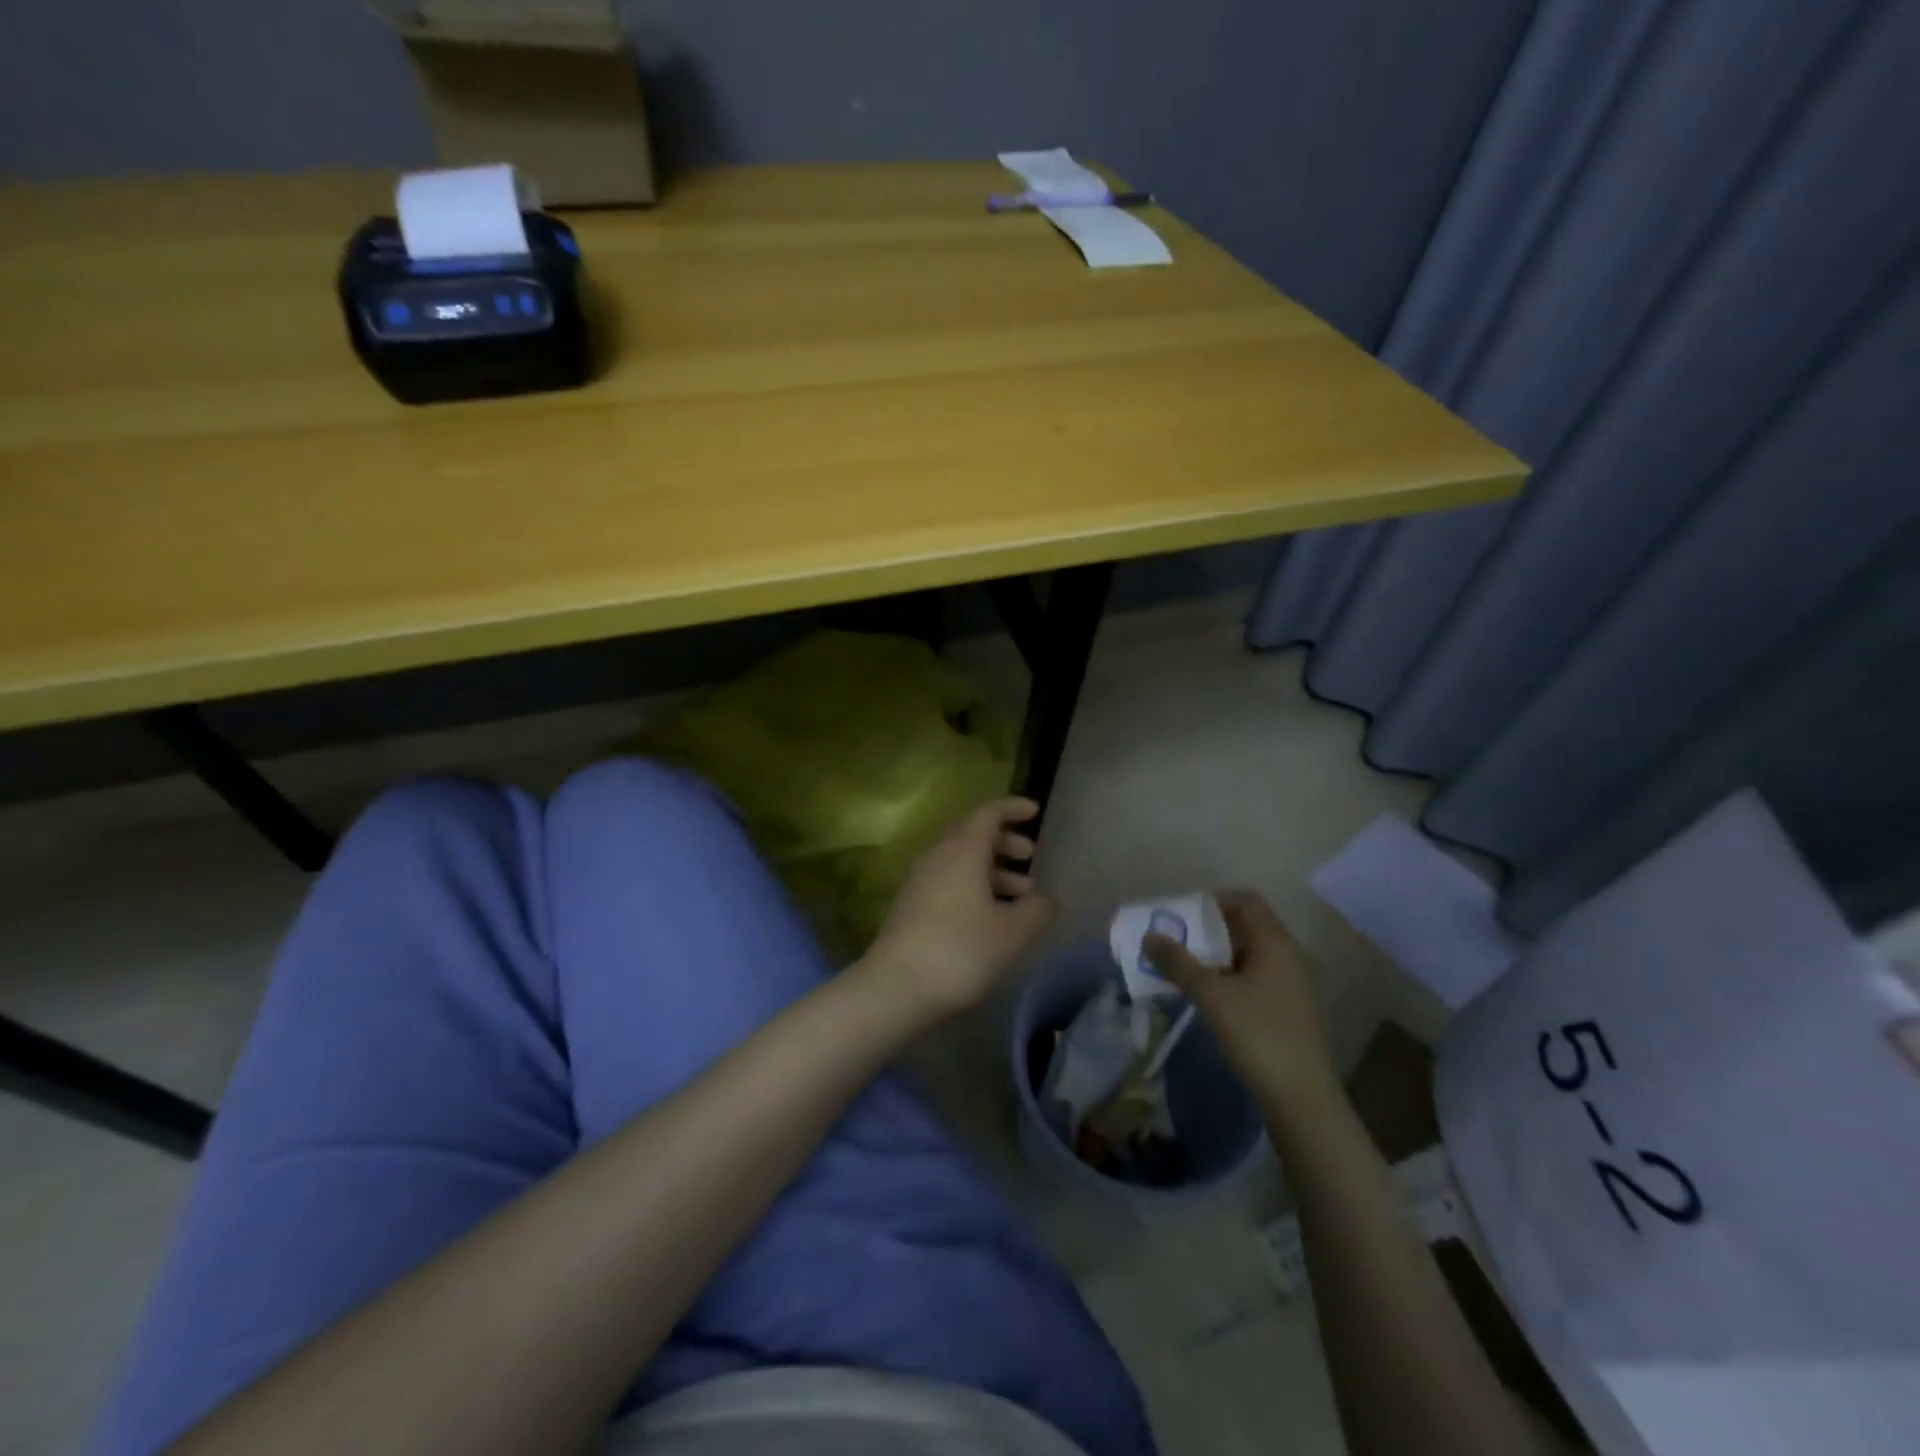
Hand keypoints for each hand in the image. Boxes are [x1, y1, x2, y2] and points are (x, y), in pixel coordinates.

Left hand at [862, 797, 1057, 1021]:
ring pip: (961, 862)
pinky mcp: (912, 907)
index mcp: (962, 850)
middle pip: (973, 836)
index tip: (1035, 810)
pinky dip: (975, 888)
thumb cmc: (961, 950)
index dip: (1012, 808)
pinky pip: (949, 883)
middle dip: (1004, 843)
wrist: (896, 988)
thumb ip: (1037, 911)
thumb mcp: (1011, 932)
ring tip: (1023, 896)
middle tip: (1031, 857)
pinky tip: (993, 917)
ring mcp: (920, 882)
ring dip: (993, 871)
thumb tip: (1051, 899)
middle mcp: (938, 857)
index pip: (988, 813)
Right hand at [1145, 890, 1338, 1108]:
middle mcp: (1286, 956)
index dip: (1212, 900)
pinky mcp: (1284, 1009)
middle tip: (1172, 939)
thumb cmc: (1259, 1035)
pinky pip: (1250, 978)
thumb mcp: (1212, 996)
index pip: (1245, 901)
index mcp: (1275, 943)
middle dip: (1205, 930)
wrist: (1302, 1099)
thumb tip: (1149, 937)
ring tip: (1178, 967)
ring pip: (1245, 955)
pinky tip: (1201, 995)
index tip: (1181, 914)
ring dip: (1212, 956)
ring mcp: (1288, 984)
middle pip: (1244, 927)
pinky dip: (1224, 977)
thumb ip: (1179, 963)